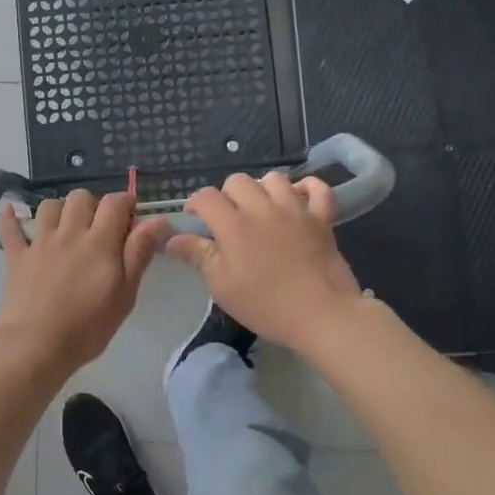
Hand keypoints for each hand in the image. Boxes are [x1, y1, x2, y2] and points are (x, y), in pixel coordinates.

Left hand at [0, 191, 169, 373]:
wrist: (36, 346)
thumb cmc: (87, 327)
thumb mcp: (124, 295)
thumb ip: (139, 254)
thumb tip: (158, 220)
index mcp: (99, 242)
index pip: (114, 203)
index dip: (125, 203)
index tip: (131, 218)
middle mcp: (68, 233)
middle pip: (80, 197)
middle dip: (94, 205)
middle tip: (99, 229)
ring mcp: (39, 243)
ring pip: (49, 206)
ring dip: (61, 210)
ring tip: (67, 228)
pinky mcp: (16, 257)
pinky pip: (10, 228)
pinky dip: (10, 217)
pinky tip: (12, 211)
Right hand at [166, 172, 363, 352]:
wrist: (322, 315)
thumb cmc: (266, 305)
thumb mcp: (222, 286)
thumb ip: (198, 256)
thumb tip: (171, 239)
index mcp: (234, 225)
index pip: (206, 197)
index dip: (195, 205)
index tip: (195, 221)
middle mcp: (263, 208)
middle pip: (238, 180)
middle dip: (227, 195)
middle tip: (228, 219)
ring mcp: (296, 210)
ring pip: (274, 178)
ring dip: (262, 189)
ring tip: (261, 210)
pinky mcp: (322, 218)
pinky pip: (318, 189)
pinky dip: (308, 188)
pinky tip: (299, 198)